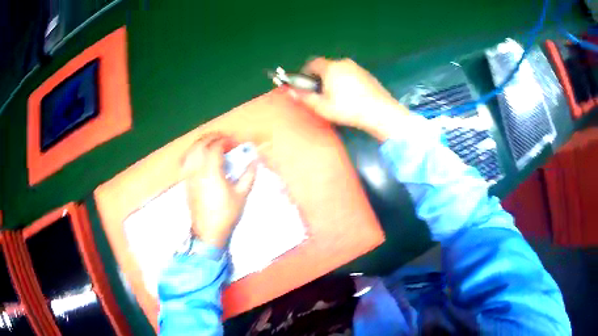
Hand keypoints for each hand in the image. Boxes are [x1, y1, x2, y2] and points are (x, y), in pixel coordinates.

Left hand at [181, 134, 256, 248]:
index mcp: (211, 171)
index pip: (216, 147)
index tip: (235, 142)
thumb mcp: (241, 195)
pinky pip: (186, 161)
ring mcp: (189, 175)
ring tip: (212, 145)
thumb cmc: (226, 213)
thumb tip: (255, 161)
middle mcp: (197, 169)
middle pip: (201, 144)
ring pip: (191, 151)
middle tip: (224, 139)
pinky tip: (200, 157)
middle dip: (213, 137)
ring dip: (202, 143)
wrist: (208, 231)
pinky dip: (193, 153)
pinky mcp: (186, 182)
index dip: (226, 141)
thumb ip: (248, 175)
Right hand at [290, 57, 409, 140]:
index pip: (312, 63)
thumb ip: (305, 97)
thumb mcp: (322, 107)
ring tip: (336, 97)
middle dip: (320, 77)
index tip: (304, 83)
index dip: (305, 72)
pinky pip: (351, 74)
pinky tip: (351, 96)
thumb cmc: (348, 109)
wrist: (380, 112)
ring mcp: (357, 68)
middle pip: (326, 66)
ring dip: (333, 79)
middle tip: (320, 93)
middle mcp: (344, 63)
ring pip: (339, 70)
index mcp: (331, 67)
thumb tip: (291, 91)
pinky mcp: (367, 75)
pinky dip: (346, 81)